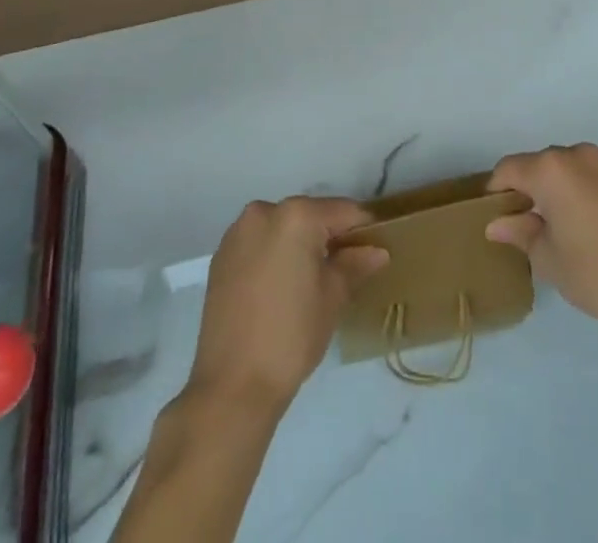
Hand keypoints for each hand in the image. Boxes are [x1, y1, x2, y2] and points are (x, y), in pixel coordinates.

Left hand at [185, 196, 388, 415]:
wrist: (232, 386)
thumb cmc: (292, 336)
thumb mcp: (333, 297)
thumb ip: (355, 264)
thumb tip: (377, 250)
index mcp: (296, 215)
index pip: (343, 211)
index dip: (364, 229)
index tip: (376, 247)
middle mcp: (264, 211)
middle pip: (310, 216)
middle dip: (329, 236)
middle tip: (346, 267)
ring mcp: (238, 233)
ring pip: (282, 228)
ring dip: (300, 244)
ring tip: (312, 279)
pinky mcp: (221, 256)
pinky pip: (259, 244)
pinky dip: (275, 255)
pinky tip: (281, 287)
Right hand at [486, 143, 597, 337]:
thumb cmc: (595, 273)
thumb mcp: (547, 258)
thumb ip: (519, 232)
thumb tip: (496, 224)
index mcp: (552, 169)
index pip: (509, 169)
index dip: (497, 190)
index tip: (495, 215)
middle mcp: (579, 155)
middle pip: (541, 164)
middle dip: (530, 188)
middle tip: (527, 223)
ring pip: (571, 169)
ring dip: (560, 188)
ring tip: (562, 224)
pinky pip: (597, 178)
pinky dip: (587, 193)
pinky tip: (593, 226)